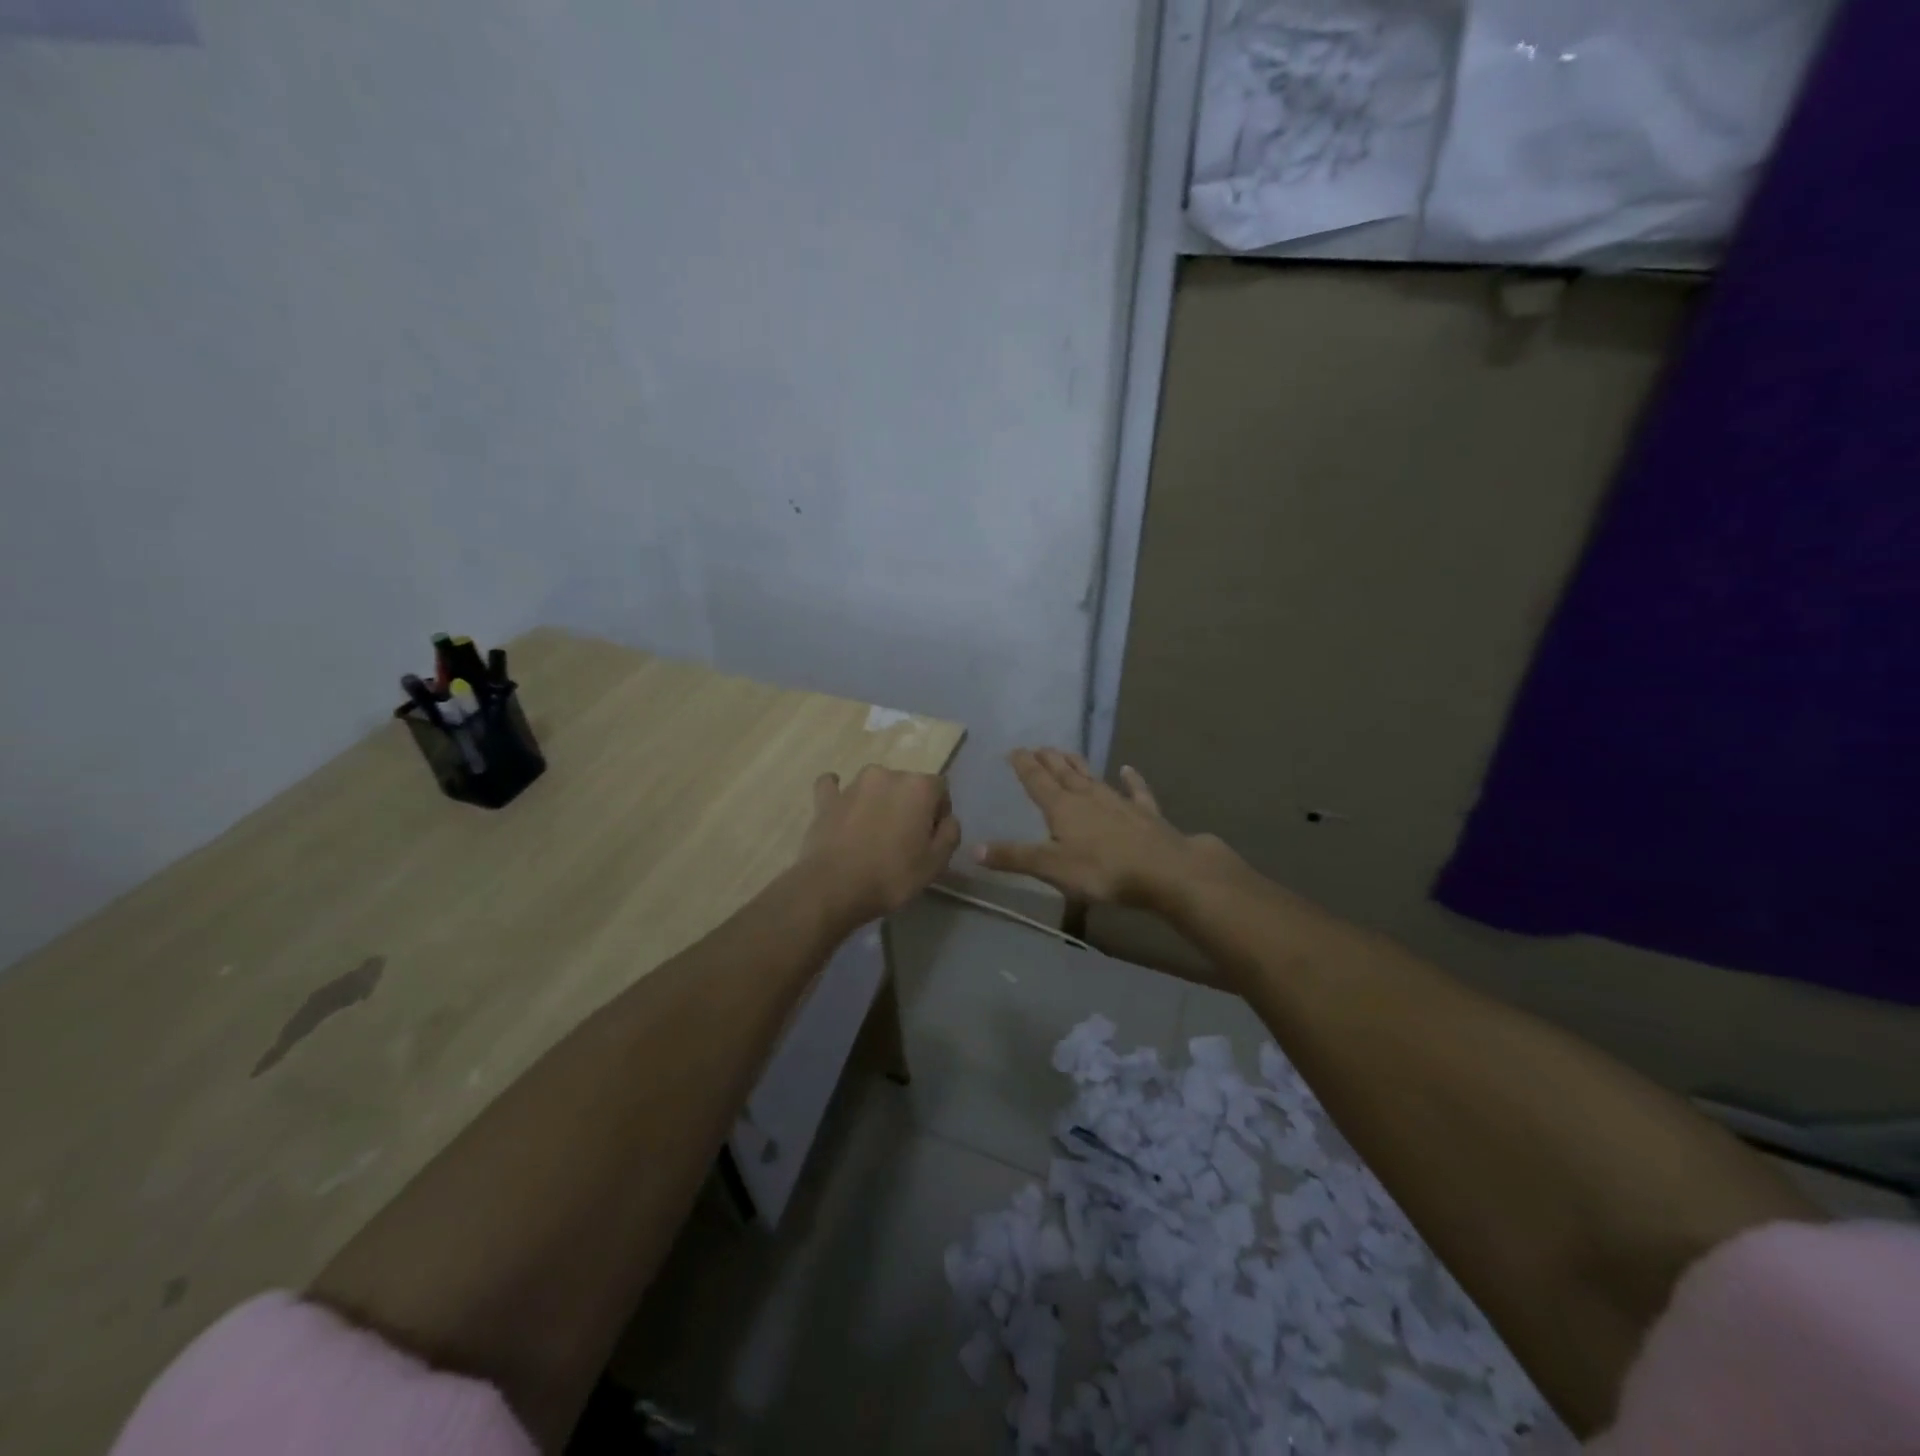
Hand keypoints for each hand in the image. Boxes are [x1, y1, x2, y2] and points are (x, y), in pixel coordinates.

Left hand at [796, 765, 961, 926]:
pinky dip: (840, 796)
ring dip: (878, 802)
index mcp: (918, 786)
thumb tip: (946, 819)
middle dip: (909, 806)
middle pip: (907, 786)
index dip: (938, 813)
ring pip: (874, 787)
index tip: (931, 838)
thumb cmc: (893, 875)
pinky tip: (841, 807)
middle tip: (904, 840)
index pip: (940, 789)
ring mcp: (853, 785)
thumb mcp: (937, 862)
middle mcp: (886, 775)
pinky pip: (833, 788)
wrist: (835, 887)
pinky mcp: (826, 799)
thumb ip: (950, 833)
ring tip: (873, 834)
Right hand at [976, 749, 1231, 906]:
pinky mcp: (1146, 814)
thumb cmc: (1102, 871)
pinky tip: (1128, 769)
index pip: (1038, 781)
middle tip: (1039, 747)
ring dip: (1078, 765)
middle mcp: (1089, 797)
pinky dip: (1131, 780)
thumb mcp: (1051, 867)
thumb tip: (973, 848)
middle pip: (1064, 774)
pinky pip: (1135, 791)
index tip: (1015, 750)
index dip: (1025, 766)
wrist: (1165, 871)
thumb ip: (1014, 857)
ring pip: (1093, 777)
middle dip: (1049, 760)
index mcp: (1062, 807)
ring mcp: (1119, 802)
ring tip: (1067, 752)